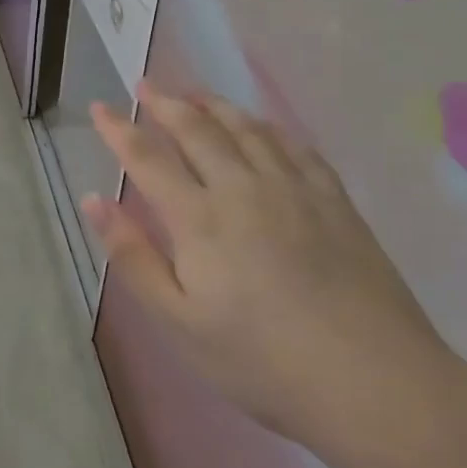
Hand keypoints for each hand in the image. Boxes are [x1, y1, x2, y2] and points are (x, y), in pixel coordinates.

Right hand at [85, 85, 452, 451]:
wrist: (373, 383)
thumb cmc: (260, 360)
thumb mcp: (177, 321)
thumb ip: (132, 256)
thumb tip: (93, 200)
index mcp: (199, 218)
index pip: (147, 158)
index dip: (120, 129)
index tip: (100, 106)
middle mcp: (243, 188)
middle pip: (197, 130)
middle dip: (166, 103)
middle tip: (146, 84)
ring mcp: (294, 190)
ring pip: (247, 128)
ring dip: (215, 105)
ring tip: (195, 94)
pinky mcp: (335, 202)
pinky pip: (296, 147)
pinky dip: (269, 127)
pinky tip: (263, 126)